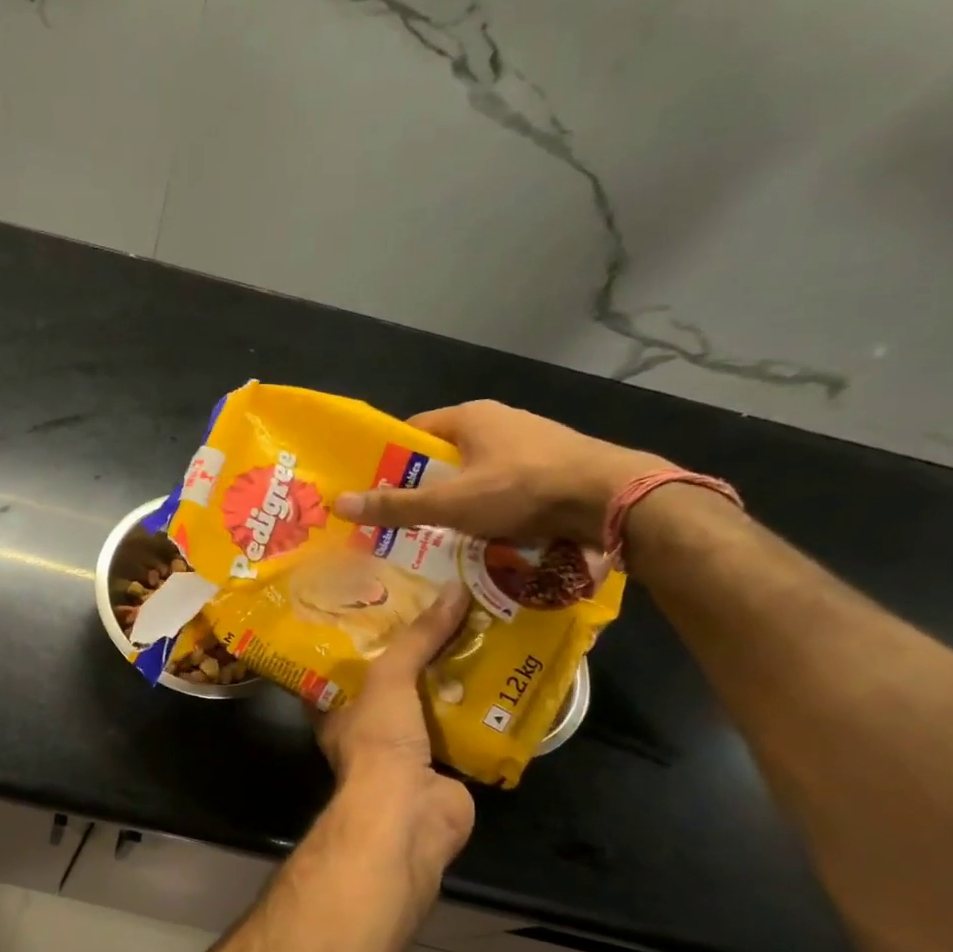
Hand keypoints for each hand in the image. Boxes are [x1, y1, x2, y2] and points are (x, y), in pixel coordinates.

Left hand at [315, 584, 476, 892]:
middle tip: (445, 615)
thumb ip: (417, 638)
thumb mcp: (389, 678)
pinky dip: (482, 712)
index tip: (387, 608)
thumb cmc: (379, 741)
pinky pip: (464, 732)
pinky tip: (506, 681)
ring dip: (454, 681)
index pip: (344, 667)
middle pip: (393, 684)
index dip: (364, 640)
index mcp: (336, 709)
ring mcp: (406, 751)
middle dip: (418, 656)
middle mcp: (367, 729)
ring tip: (481, 636)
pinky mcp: (444, 769)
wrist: (409, 813)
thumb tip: (454, 590)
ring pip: (431, 707)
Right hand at [332, 401, 672, 545]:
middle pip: (443, 455)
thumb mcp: (450, 503)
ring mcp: (530, 442)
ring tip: (436, 534)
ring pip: (475, 473)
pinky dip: (489, 507)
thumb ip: (396, 506)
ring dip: (456, 501)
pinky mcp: (552, 465)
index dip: (388, 461)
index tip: (371, 491)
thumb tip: (339, 503)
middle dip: (421, 487)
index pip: (412, 432)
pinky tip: (484, 534)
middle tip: (399, 521)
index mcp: (469, 417)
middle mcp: (499, 420)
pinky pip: (504, 485)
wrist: (613, 498)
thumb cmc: (522, 491)